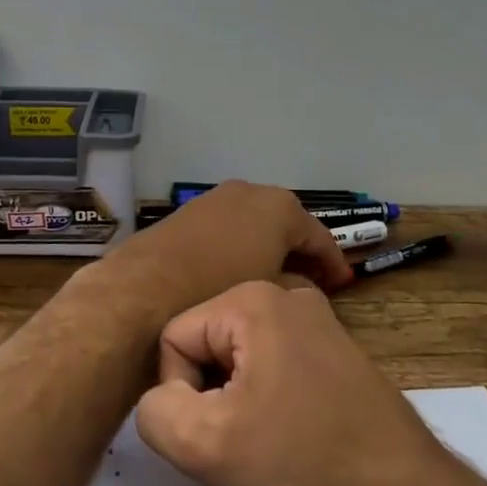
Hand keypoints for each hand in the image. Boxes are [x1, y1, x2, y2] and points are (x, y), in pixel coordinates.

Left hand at [86, 182, 353, 320]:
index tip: (343, 285)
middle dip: (300, 252)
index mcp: (279, 208)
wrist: (143, 290)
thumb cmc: (217, 290)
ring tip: (276, 280)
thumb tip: (301, 285)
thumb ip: (295, 286)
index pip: (319, 236)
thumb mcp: (269, 293)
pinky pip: (228, 228)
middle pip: (286, 224)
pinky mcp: (189, 212)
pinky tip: (240, 272)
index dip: (333, 263)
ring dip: (269, 248)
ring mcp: (216, 198)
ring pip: (255, 224)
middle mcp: (250, 192)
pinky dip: (241, 246)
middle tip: (313, 283)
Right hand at [134, 280, 451, 485]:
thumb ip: (153, 410)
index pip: (173, 338)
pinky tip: (294, 435)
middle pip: (207, 343)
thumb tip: (163, 397)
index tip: (216, 434)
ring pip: (239, 358)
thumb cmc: (300, 464)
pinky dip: (270, 398)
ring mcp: (318, 319)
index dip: (179, 394)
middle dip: (210, 395)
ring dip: (238, 400)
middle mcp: (287, 294)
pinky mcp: (336, 349)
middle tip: (240, 441)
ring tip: (268, 441)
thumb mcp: (202, 445)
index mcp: (253, 298)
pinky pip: (274, 364)